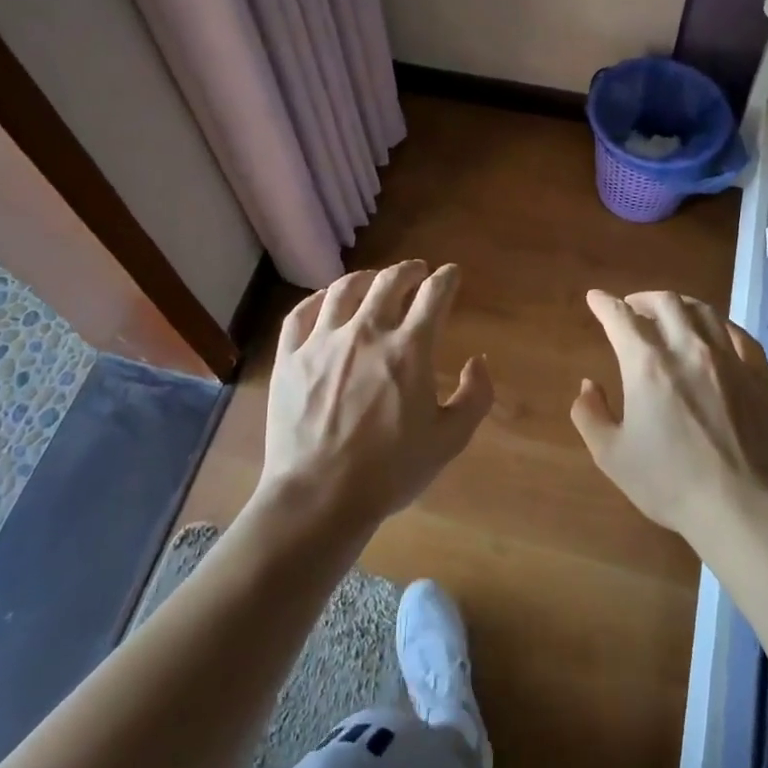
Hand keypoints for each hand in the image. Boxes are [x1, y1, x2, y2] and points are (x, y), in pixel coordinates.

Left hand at [258, 260, 493, 538]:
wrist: (319, 496)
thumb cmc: (390, 471)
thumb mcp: (450, 440)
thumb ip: (474, 396)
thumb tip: (477, 361)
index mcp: (409, 349)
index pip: (434, 295)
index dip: (446, 279)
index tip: (451, 274)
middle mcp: (366, 332)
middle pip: (389, 281)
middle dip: (409, 270)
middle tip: (416, 272)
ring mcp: (323, 341)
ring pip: (344, 289)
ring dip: (366, 278)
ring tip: (374, 280)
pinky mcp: (290, 357)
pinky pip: (301, 312)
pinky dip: (318, 299)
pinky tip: (326, 301)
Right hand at [571, 289, 767, 546]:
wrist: (741, 508)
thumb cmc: (669, 482)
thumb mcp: (611, 455)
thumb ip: (590, 414)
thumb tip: (588, 386)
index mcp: (647, 365)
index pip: (620, 317)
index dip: (604, 303)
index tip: (595, 298)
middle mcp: (688, 349)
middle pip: (665, 303)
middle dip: (642, 298)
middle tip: (632, 307)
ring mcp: (729, 360)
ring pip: (703, 311)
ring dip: (680, 305)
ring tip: (670, 313)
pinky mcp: (758, 376)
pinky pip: (738, 334)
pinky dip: (718, 325)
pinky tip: (714, 334)